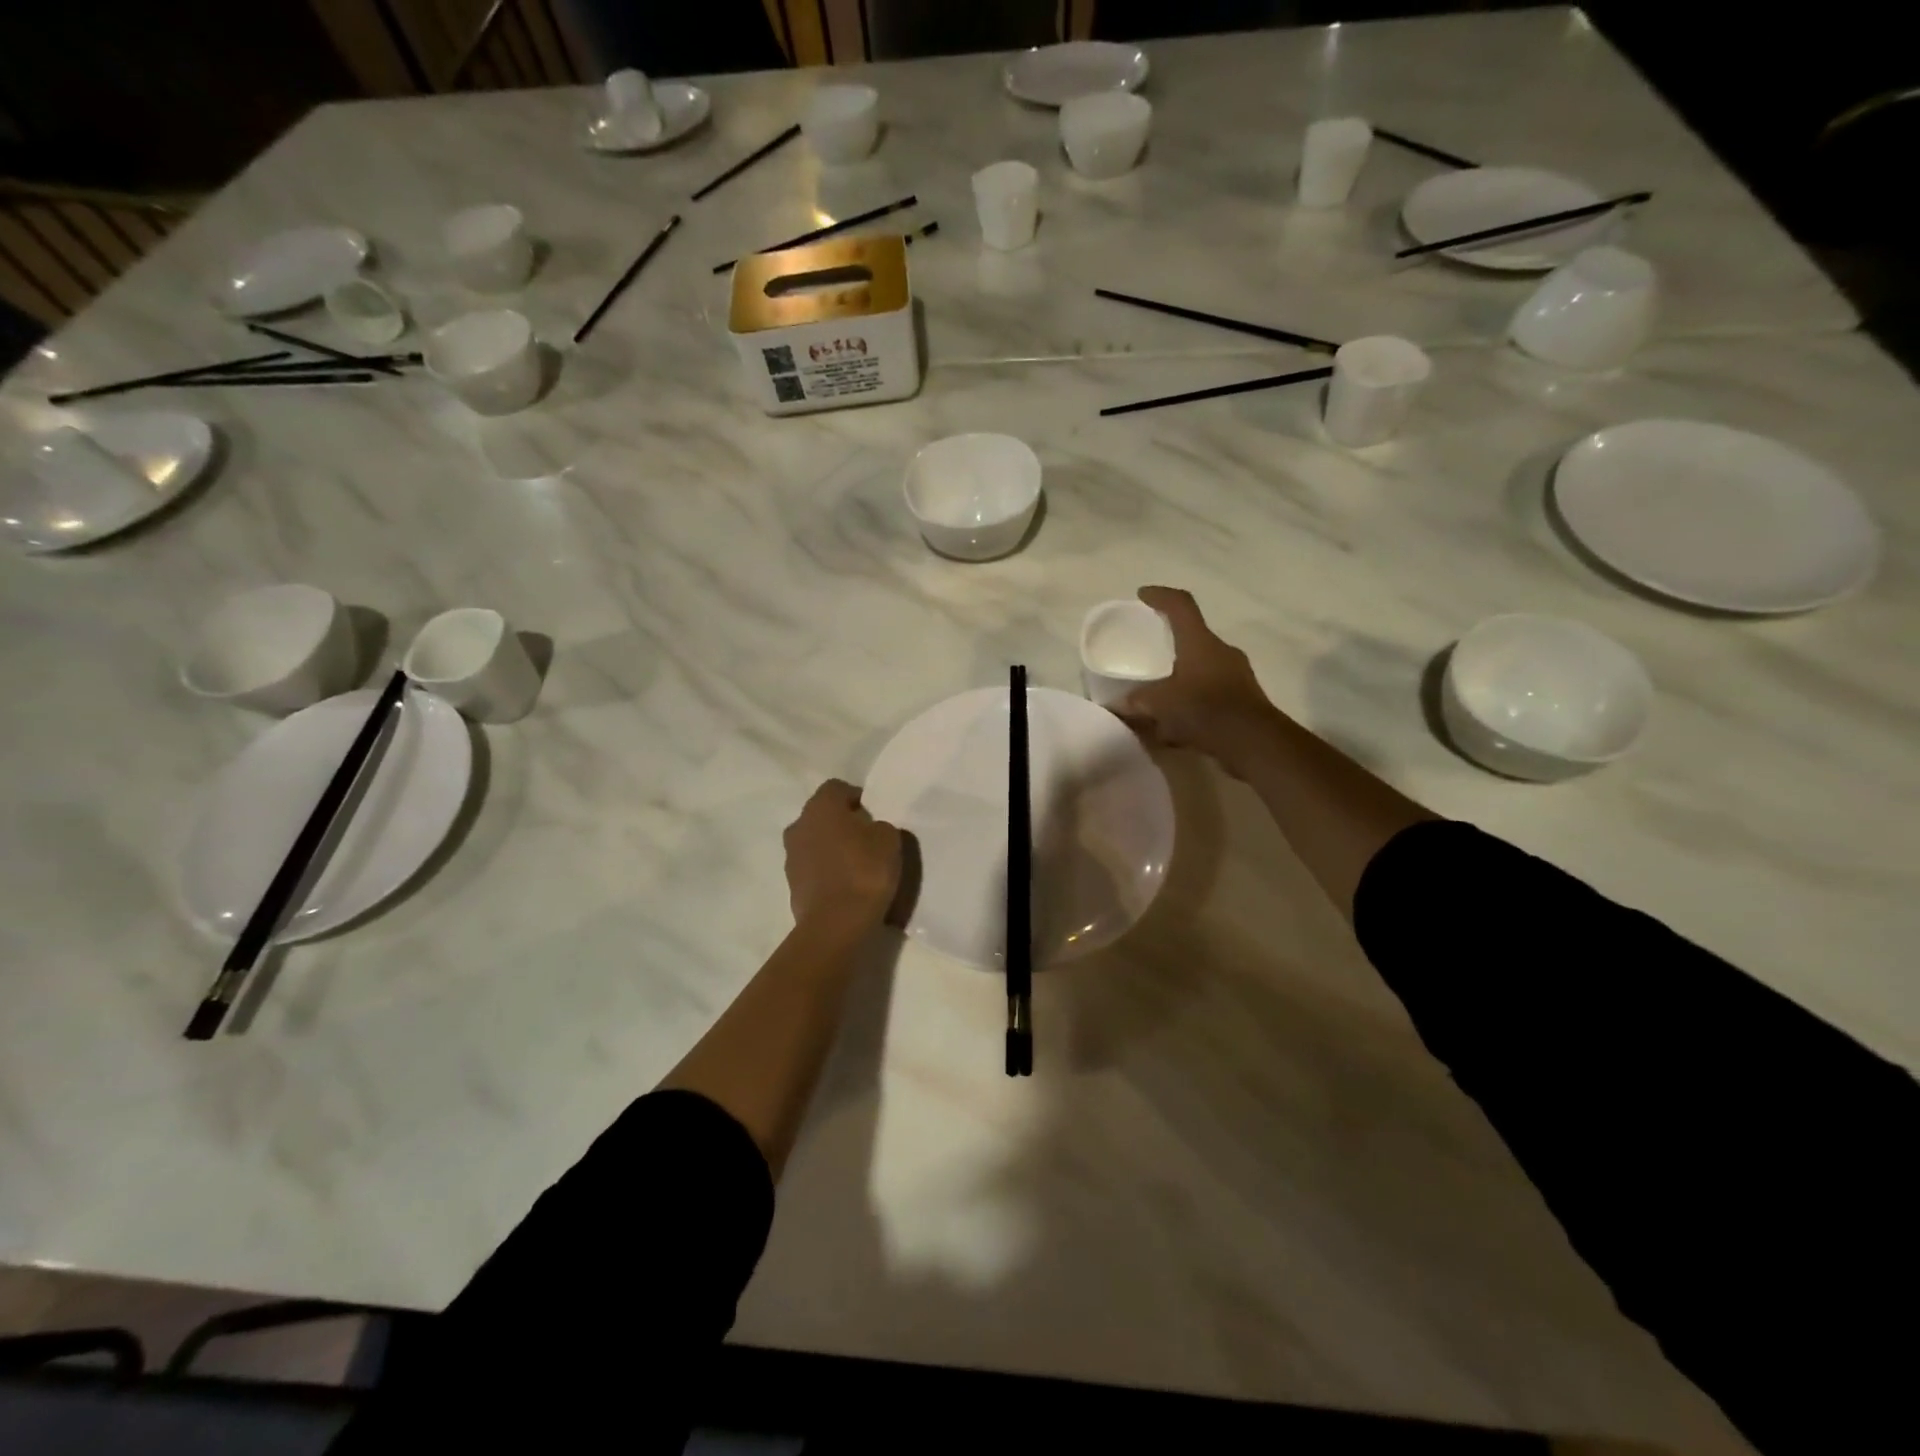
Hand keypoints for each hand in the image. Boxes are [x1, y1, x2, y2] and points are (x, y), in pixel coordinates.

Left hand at [783, 779, 902, 931]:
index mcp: (821, 806)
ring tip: (856, 865)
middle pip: (822, 815)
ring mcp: (791, 856)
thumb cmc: (865, 870)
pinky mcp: (792, 884)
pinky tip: (845, 885)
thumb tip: (870, 829)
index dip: (856, 797)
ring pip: (815, 841)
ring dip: (831, 847)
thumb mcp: (889, 839)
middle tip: (867, 838)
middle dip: (842, 822)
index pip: (837, 788)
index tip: (874, 814)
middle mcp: (799, 825)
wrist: (836, 924)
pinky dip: (826, 871)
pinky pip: (812, 867)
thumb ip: (879, 825)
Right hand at [1116, 586, 1285, 776]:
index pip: (1181, 605)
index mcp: (1200, 642)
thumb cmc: (1205, 709)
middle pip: (1192, 637)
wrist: (1254, 742)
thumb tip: (1117, 705)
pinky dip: (1191, 703)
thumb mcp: (1161, 704)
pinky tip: (1174, 726)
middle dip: (1170, 644)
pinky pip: (1209, 694)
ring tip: (1158, 697)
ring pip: (1201, 669)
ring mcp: (1236, 676)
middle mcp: (1221, 652)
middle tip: (1148, 654)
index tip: (1143, 595)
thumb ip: (1136, 702)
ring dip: (1180, 679)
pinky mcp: (1243, 700)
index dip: (1161, 596)